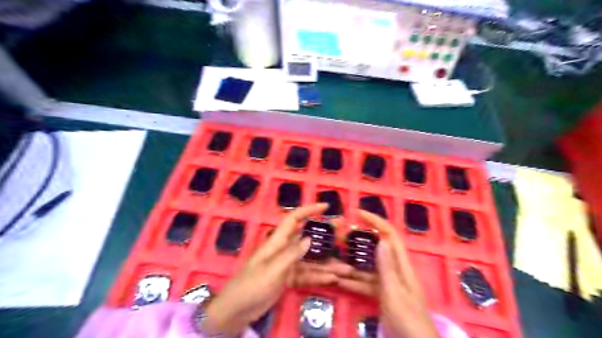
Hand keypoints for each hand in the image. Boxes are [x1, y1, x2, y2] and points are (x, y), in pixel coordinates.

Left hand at [201, 205, 333, 335]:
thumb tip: (309, 238)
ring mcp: (287, 265)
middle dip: (325, 237)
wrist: (236, 310)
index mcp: (277, 242)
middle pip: (307, 239)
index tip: (326, 207)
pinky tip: (332, 279)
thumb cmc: (251, 286)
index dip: (309, 210)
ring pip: (310, 260)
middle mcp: (284, 249)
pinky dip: (318, 276)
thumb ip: (291, 255)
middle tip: (343, 237)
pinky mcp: (288, 278)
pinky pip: (306, 275)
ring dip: (326, 263)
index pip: (294, 219)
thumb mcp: (271, 270)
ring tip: (346, 268)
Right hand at [334, 212, 437, 336]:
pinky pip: (365, 284)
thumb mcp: (395, 293)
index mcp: (401, 265)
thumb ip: (387, 267)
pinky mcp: (382, 295)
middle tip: (340, 237)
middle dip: (359, 241)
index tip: (358, 213)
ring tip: (334, 257)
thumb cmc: (408, 319)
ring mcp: (387, 283)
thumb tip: (380, 239)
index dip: (376, 221)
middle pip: (376, 249)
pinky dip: (353, 282)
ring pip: (367, 267)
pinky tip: (339, 281)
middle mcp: (394, 270)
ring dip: (352, 263)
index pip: (389, 235)